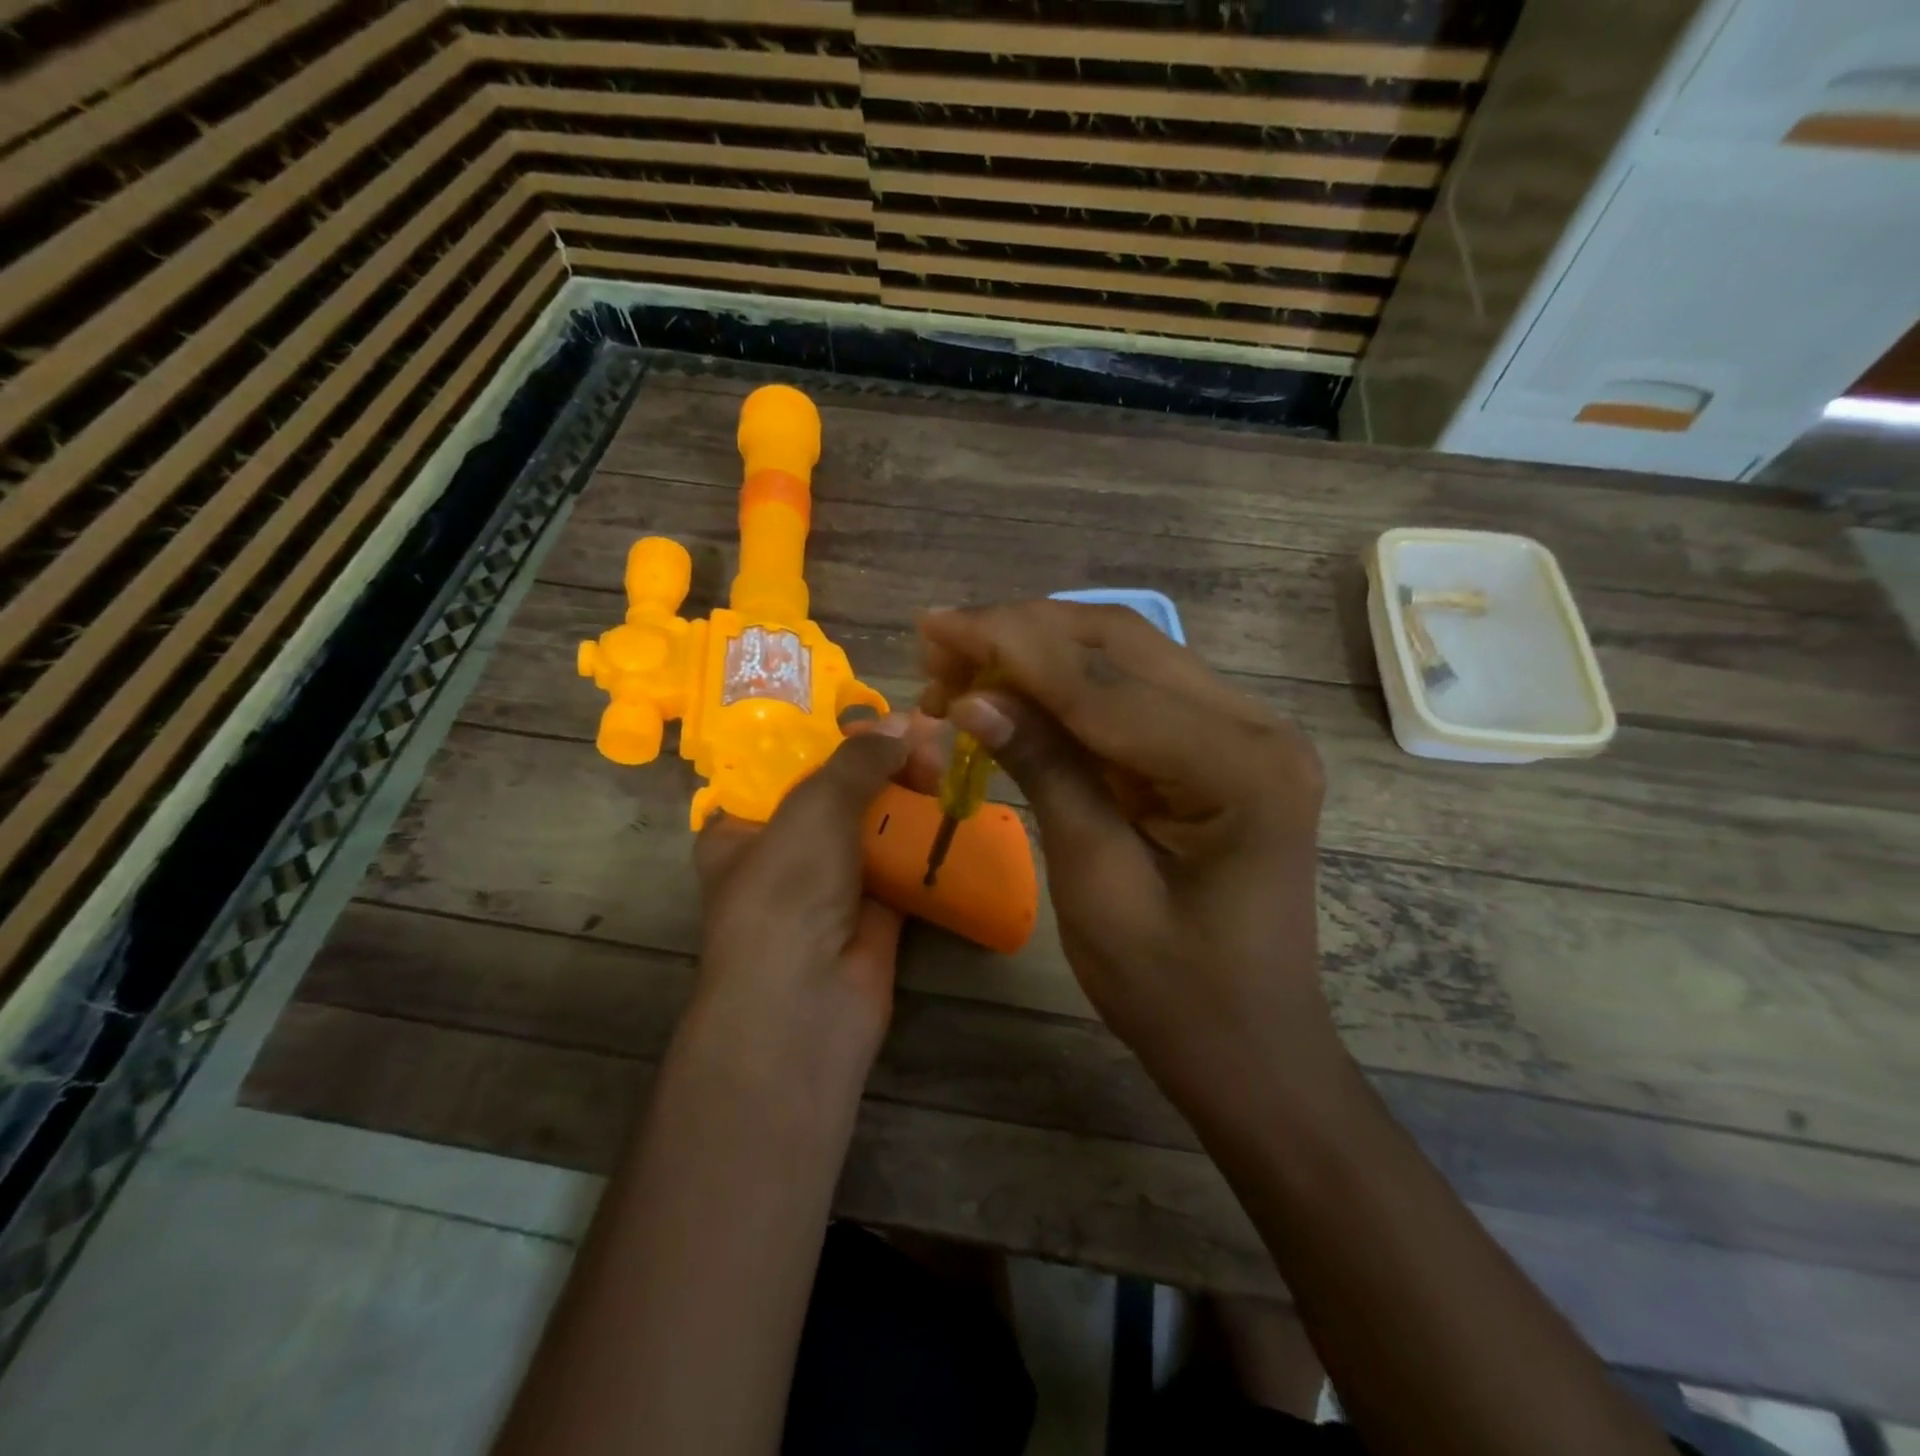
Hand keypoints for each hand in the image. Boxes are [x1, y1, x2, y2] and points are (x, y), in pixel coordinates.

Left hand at [690, 716, 921, 1082]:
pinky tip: (953, 806)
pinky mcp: (875, 912)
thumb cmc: (787, 889)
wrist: (807, 1003)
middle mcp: (784, 853)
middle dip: (881, 764)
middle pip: (838, 793)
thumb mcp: (814, 807)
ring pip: (874, 826)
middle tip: (924, 741)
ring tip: (944, 766)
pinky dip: (925, 838)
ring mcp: (831, 885)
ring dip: (907, 797)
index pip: (785, 768)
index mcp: (743, 826)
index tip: (877, 717)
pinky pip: (902, 862)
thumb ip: (858, 760)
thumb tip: (904, 723)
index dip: (831, 739)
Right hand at [918, 601, 1333, 1108]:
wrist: (1252, 1048)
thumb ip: (1046, 773)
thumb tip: (972, 697)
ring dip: (1039, 651)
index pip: (1104, 683)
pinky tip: (1012, 691)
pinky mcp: (1221, 745)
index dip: (1010, 648)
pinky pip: (1133, 693)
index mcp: (1240, 768)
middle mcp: (1255, 726)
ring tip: (960, 666)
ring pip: (1125, 656)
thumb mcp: (1096, 885)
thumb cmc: (1174, 993)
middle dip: (1021, 633)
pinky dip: (1066, 686)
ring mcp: (1244, 731)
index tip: (933, 627)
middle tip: (938, 643)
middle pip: (1121, 644)